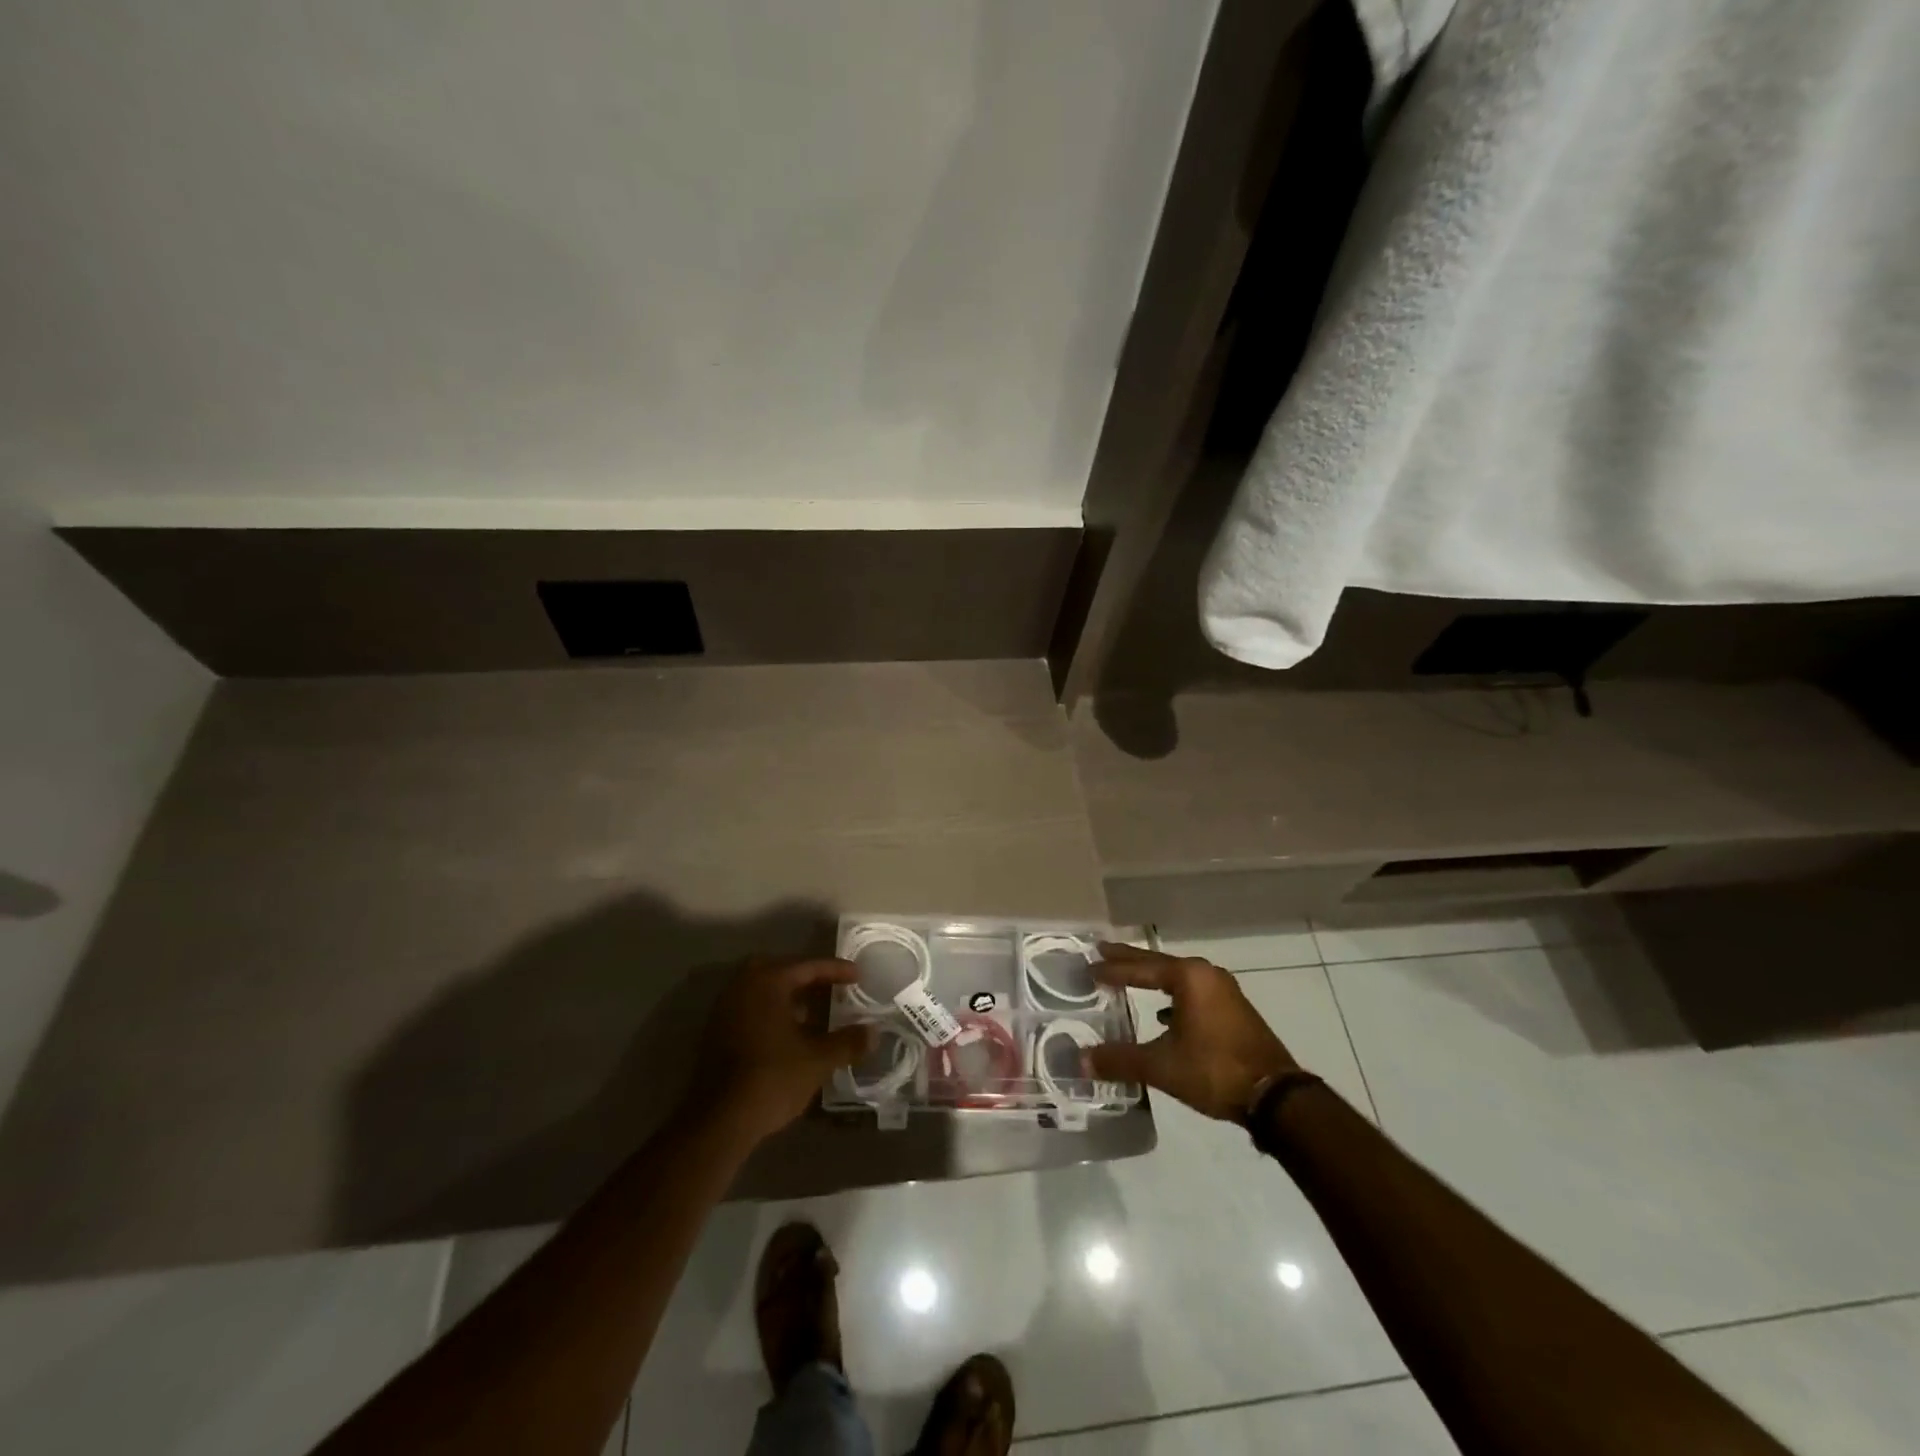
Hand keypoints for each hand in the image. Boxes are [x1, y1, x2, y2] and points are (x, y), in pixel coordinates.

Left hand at [693, 957, 874, 1143]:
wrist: (718, 1122)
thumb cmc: (771, 1078)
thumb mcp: (818, 1060)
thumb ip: (848, 1042)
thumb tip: (874, 1032)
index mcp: (767, 982)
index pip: (808, 966)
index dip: (836, 970)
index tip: (858, 976)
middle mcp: (742, 987)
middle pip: (780, 971)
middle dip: (807, 978)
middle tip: (831, 988)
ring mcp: (725, 1010)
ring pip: (763, 991)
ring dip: (789, 997)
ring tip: (814, 1012)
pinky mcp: (716, 1034)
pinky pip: (751, 1009)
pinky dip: (772, 1013)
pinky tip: (789, 1034)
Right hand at [1086, 943, 1300, 1121]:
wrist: (1276, 1097)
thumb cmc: (1214, 1070)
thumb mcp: (1162, 1066)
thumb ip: (1120, 1060)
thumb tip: (1080, 1061)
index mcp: (1188, 977)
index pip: (1140, 967)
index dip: (1112, 969)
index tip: (1089, 966)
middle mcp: (1207, 975)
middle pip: (1159, 964)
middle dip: (1130, 961)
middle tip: (1102, 952)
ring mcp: (1225, 991)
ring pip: (1178, 978)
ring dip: (1153, 978)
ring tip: (1129, 979)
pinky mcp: (1234, 1010)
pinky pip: (1193, 993)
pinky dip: (1173, 997)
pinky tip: (1164, 1015)